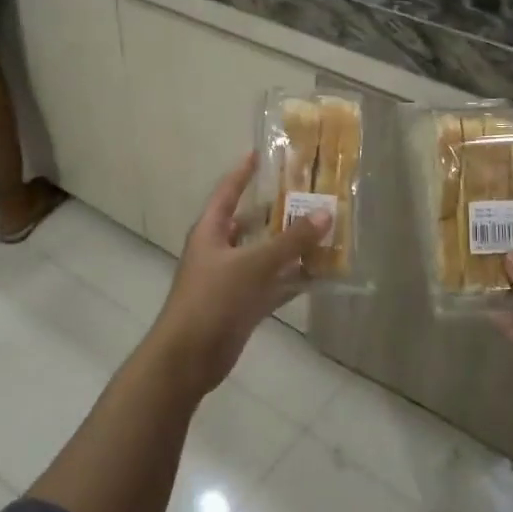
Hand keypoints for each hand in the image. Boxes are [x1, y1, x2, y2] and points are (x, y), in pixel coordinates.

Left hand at [149, 153, 330, 395]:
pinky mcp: (243, 305)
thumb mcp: (253, 265)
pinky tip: (321, 273)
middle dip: (278, 211)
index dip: (243, 172)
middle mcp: (221, 250)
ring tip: (324, 231)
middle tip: (310, 195)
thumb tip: (324, 214)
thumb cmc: (212, 300)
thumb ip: (290, 241)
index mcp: (211, 231)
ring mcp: (232, 279)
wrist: (188, 358)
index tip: (260, 153)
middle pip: (252, 223)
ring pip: (266, 255)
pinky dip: (293, 279)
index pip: (227, 192)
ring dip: (291, 247)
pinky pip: (273, 285)